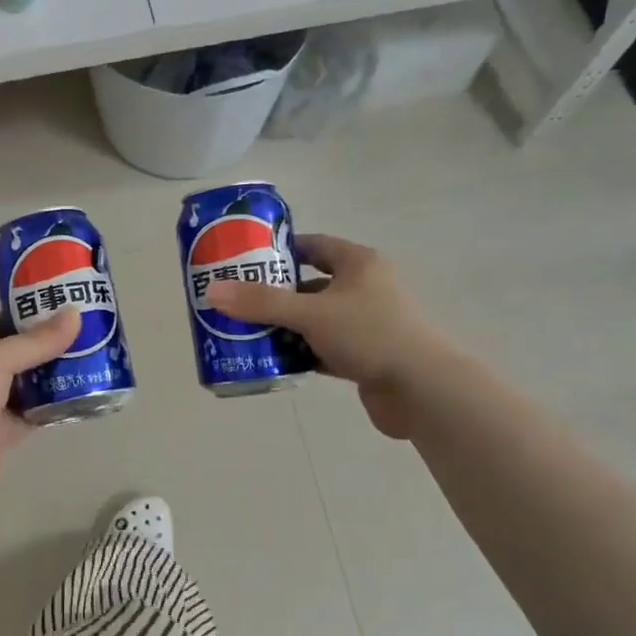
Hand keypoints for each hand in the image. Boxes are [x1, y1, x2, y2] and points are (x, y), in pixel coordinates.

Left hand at [0, 309, 80, 513]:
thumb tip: (75, 314)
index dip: (33, 315)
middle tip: (93, 337)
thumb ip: (36, 341)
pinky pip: (31, 414)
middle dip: (50, 346)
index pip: (1, 321)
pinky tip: (83, 397)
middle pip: (17, 352)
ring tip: (96, 362)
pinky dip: (53, 407)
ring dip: (55, 377)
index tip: (71, 310)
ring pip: (27, 384)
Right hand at [207, 235, 433, 438]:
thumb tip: (214, 292)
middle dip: (275, 295)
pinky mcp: (366, 356)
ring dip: (286, 327)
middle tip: (238, 302)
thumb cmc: (370, 335)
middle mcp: (365, 288)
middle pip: (310, 286)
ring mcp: (367, 324)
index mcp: (359, 264)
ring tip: (247, 333)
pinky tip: (274, 361)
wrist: (422, 390)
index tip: (246, 261)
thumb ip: (262, 303)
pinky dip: (302, 353)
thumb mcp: (311, 314)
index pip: (314, 246)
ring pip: (316, 320)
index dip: (280, 251)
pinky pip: (324, 348)